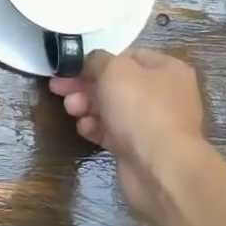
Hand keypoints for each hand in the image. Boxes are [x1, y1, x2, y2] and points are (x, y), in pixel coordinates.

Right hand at [50, 48, 208, 221]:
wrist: (160, 169)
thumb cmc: (140, 109)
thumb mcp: (114, 70)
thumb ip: (97, 59)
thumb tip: (91, 63)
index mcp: (167, 70)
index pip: (128, 56)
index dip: (98, 60)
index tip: (71, 66)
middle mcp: (163, 95)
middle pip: (116, 84)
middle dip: (86, 85)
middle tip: (59, 88)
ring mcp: (152, 124)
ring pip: (112, 109)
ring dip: (87, 106)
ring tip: (71, 110)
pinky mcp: (139, 149)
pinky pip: (113, 132)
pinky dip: (96, 128)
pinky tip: (84, 129)